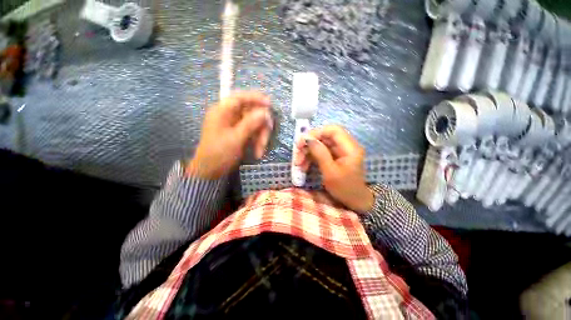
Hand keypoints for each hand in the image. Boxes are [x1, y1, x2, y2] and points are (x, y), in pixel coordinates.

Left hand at [187, 91, 271, 178]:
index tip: (269, 104)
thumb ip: (250, 124)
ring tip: (260, 151)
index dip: (255, 98)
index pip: (240, 97)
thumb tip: (264, 112)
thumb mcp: (235, 139)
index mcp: (222, 112)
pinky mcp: (240, 133)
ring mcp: (235, 125)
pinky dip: (257, 141)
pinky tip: (258, 152)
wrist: (211, 171)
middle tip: (265, 140)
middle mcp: (229, 115)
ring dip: (260, 137)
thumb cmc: (219, 154)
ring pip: (255, 124)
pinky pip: (253, 132)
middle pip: (251, 113)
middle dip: (261, 127)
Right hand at [295, 125, 373, 212]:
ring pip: (320, 145)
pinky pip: (320, 153)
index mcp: (350, 148)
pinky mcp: (334, 157)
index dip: (317, 132)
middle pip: (324, 137)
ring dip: (307, 153)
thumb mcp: (330, 172)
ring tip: (298, 164)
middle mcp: (345, 146)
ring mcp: (339, 152)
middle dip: (309, 145)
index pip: (333, 130)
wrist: (354, 202)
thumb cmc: (345, 189)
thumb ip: (320, 153)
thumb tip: (308, 139)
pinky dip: (311, 158)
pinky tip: (303, 166)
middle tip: (297, 154)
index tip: (302, 141)